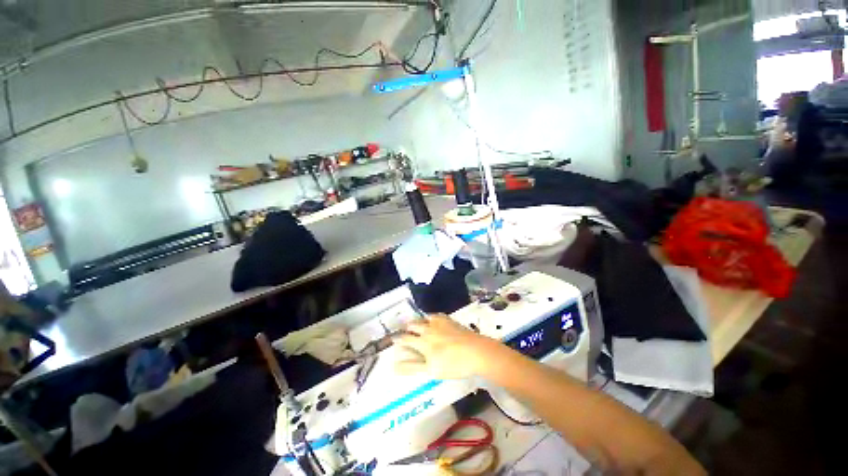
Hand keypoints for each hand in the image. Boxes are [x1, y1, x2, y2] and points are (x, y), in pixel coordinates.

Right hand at [393, 314, 500, 379]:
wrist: (476, 351)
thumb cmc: (453, 364)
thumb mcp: (431, 370)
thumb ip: (412, 366)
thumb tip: (394, 366)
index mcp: (422, 342)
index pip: (405, 339)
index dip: (398, 339)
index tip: (393, 339)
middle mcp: (428, 329)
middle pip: (413, 325)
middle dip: (407, 327)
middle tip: (404, 330)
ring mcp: (439, 323)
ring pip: (423, 318)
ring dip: (417, 321)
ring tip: (416, 324)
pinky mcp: (449, 320)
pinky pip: (436, 315)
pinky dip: (431, 317)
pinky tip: (433, 319)